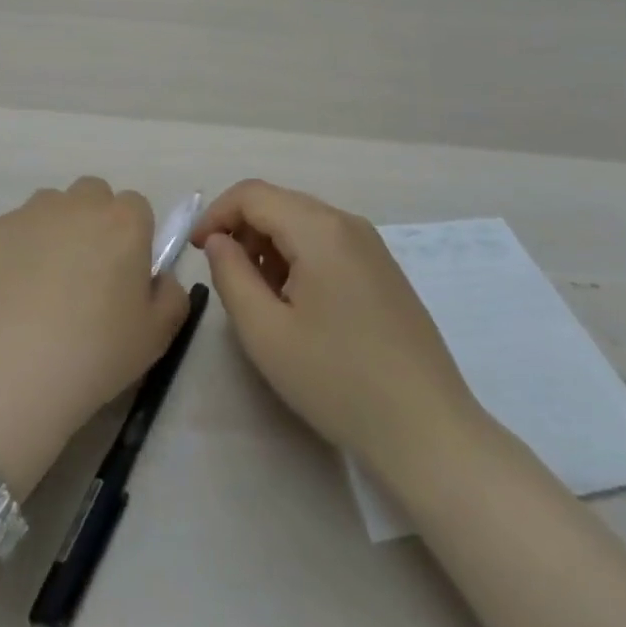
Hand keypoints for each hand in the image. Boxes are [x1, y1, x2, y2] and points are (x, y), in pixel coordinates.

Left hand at [0, 178, 189, 498]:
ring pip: (52, 206)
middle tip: (87, 272)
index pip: (137, 207)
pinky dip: (19, 249)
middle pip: (93, 195)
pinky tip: (14, 292)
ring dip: (57, 230)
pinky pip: (16, 229)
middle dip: (94, 221)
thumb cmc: (96, 352)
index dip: (133, 237)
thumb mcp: (157, 335)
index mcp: (125, 221)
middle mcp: (79, 203)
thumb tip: (158, 278)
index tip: (124, 272)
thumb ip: (171, 295)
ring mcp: (32, 212)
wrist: (14, 370)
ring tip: (45, 282)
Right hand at [193, 180, 486, 478]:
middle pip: (278, 203)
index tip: (197, 252)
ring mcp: (372, 246)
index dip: (215, 214)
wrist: (428, 432)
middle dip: (242, 231)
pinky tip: (298, 306)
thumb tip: (219, 241)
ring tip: (262, 299)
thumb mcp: (265, 332)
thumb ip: (230, 275)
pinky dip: (298, 258)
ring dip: (269, 246)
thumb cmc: (338, 381)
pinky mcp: (384, 270)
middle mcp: (348, 223)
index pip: (252, 194)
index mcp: (319, 228)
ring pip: (302, 223)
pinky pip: (327, 243)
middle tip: (226, 279)